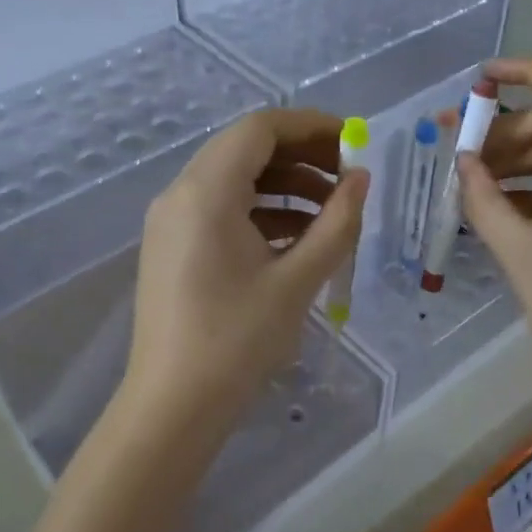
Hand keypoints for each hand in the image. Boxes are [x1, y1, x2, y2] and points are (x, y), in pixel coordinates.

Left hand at [124, 108, 368, 435]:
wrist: (173, 405)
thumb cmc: (237, 341)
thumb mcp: (297, 280)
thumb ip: (336, 223)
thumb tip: (360, 180)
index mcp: (206, 191)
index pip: (260, 128)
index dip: (311, 127)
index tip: (353, 142)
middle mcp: (180, 193)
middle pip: (245, 149)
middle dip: (301, 156)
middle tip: (347, 177)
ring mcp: (171, 220)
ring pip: (234, 179)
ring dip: (283, 186)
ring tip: (331, 212)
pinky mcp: (172, 246)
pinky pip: (221, 209)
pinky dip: (260, 211)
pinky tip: (298, 238)